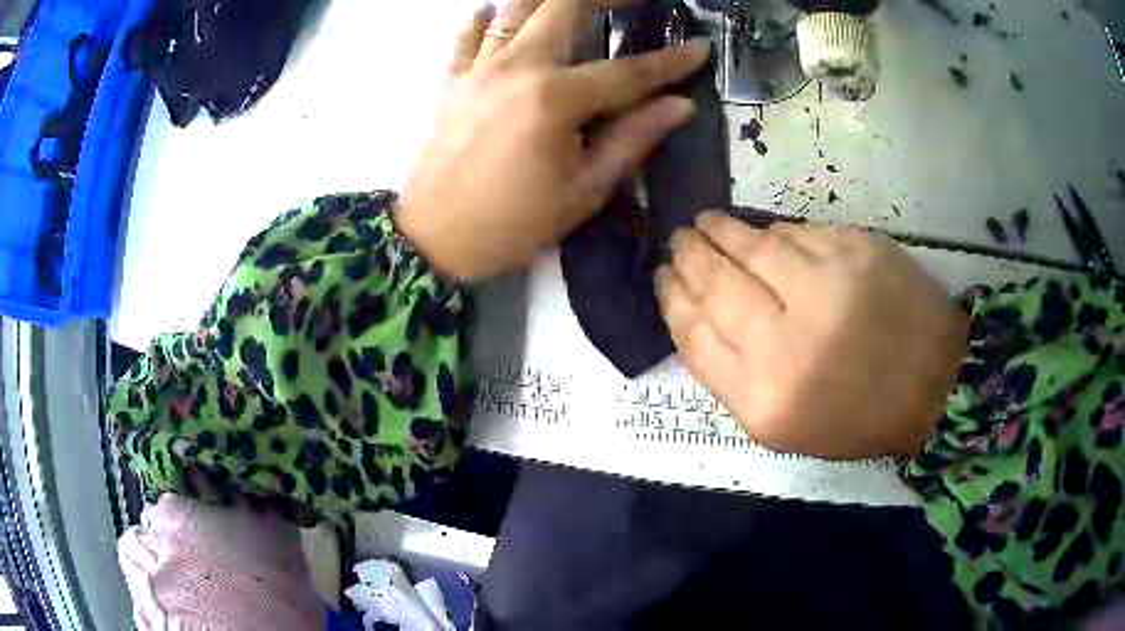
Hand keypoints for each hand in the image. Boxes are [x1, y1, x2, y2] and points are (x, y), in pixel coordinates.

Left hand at [395, 0, 709, 281]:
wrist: (432, 239)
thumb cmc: (512, 224)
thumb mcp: (583, 190)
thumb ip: (633, 139)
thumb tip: (679, 106)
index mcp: (555, 98)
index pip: (627, 71)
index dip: (670, 61)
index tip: (700, 47)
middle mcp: (517, 66)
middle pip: (564, 6)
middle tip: (633, 1)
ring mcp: (480, 69)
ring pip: (516, 10)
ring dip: (549, 0)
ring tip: (576, 6)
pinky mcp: (453, 80)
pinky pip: (468, 36)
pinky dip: (484, 19)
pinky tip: (494, 12)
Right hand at [657, 213, 968, 459]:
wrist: (935, 384)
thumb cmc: (857, 417)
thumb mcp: (782, 426)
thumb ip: (732, 375)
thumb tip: (699, 311)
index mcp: (765, 399)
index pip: (695, 334)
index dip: (672, 298)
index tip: (663, 277)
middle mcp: (790, 341)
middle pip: (717, 283)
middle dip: (690, 255)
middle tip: (680, 239)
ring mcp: (827, 287)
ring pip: (754, 246)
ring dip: (723, 231)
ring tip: (707, 223)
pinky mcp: (857, 251)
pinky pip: (798, 233)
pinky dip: (774, 232)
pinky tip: (764, 235)